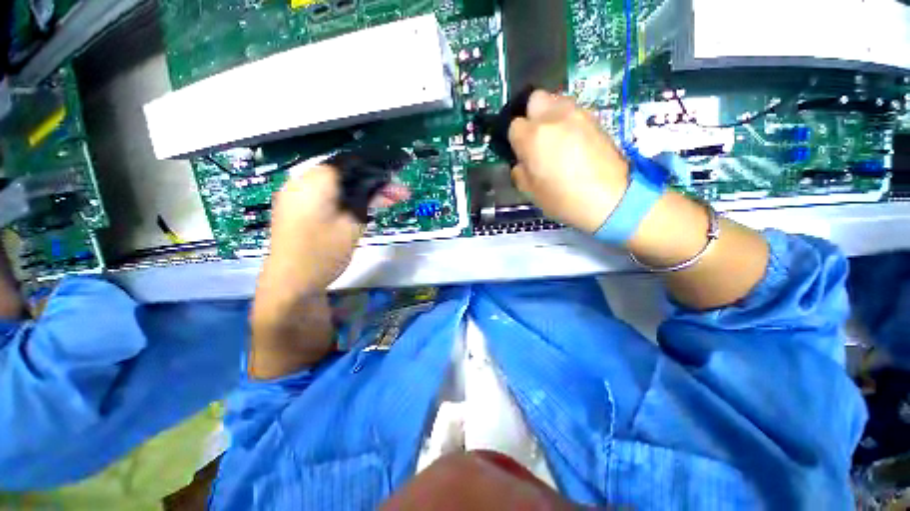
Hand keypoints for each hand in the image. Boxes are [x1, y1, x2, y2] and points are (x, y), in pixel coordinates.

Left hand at [253, 165, 406, 327]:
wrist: (292, 283)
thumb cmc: (324, 253)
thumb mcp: (352, 223)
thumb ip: (366, 198)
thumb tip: (379, 183)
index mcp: (315, 181)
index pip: (352, 162)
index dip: (378, 166)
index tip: (399, 172)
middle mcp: (302, 182)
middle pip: (346, 174)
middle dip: (375, 182)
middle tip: (401, 193)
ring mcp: (298, 196)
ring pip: (339, 186)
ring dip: (364, 192)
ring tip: (390, 201)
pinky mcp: (299, 209)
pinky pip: (329, 196)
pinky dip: (349, 199)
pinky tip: (367, 206)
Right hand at [508, 90, 629, 233]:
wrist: (609, 199)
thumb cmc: (563, 199)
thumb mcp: (530, 192)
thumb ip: (520, 172)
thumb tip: (522, 162)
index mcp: (533, 137)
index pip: (514, 125)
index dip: (515, 140)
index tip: (521, 153)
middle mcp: (554, 117)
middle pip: (535, 99)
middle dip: (531, 115)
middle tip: (536, 138)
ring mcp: (578, 114)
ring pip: (556, 101)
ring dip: (550, 116)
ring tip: (556, 139)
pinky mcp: (595, 119)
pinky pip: (574, 112)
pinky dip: (569, 122)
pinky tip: (574, 142)